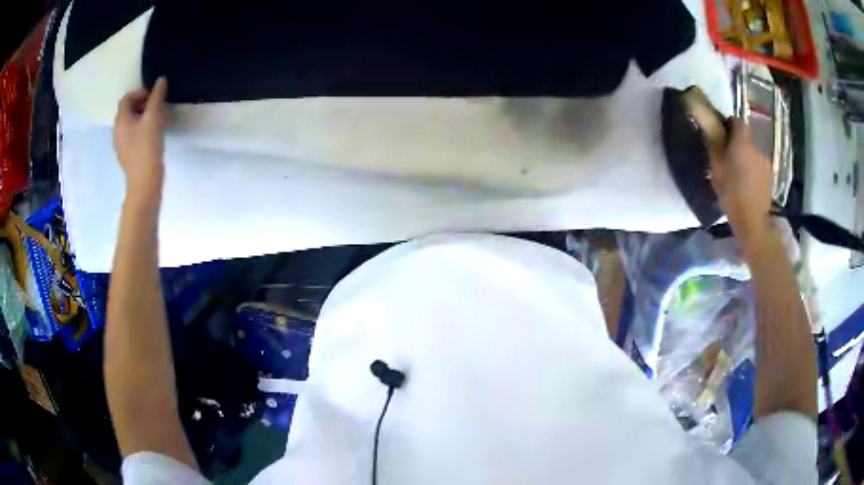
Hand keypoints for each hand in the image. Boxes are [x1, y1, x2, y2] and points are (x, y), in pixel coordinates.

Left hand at [113, 77, 167, 200]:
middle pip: (127, 110)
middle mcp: (117, 131)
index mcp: (121, 120)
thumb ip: (157, 96)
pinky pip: (132, 135)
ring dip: (141, 118)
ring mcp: (120, 145)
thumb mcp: (154, 117)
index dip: (140, 93)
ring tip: (155, 121)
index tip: (154, 97)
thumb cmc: (147, 147)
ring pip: (130, 124)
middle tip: (156, 107)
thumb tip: (161, 80)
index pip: (126, 98)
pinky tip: (151, 136)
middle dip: (141, 105)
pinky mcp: (127, 155)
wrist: (144, 183)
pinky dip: (140, 130)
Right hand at [710, 119, 772, 244]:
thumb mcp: (716, 168)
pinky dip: (753, 172)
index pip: (737, 121)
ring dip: (746, 159)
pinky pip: (758, 168)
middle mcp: (756, 148)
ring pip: (753, 154)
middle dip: (738, 144)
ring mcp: (765, 163)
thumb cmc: (732, 193)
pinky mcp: (769, 178)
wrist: (753, 222)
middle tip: (728, 157)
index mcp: (742, 142)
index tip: (722, 133)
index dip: (729, 124)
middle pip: (746, 139)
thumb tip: (710, 129)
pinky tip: (747, 185)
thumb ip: (714, 146)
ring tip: (738, 175)